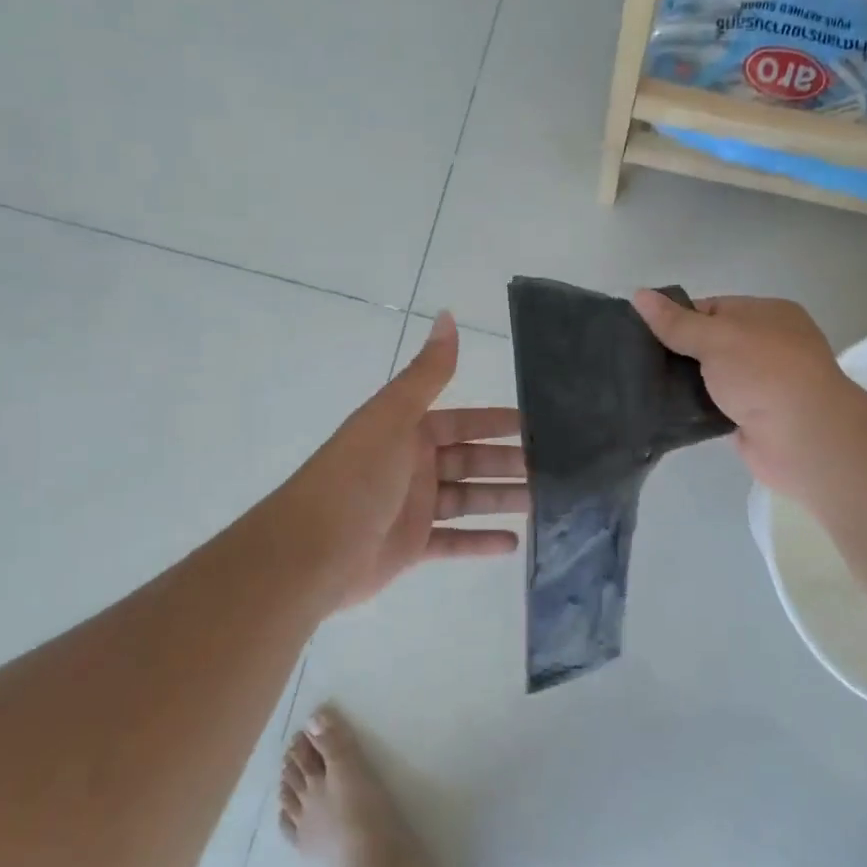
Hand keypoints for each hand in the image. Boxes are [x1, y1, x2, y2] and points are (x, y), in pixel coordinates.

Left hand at [283, 313, 527, 609]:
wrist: (311, 552)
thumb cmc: (357, 477)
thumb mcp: (393, 417)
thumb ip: (427, 372)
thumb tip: (448, 315)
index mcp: (407, 432)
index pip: (464, 422)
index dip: (499, 423)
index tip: (538, 426)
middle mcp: (412, 465)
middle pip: (471, 461)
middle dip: (509, 464)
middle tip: (555, 471)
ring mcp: (412, 508)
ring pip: (468, 500)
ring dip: (502, 500)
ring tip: (544, 504)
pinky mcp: (411, 547)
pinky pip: (454, 542)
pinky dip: (481, 541)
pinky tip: (514, 543)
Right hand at [631, 291, 854, 498]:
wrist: (803, 438)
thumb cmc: (764, 372)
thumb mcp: (716, 336)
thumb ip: (676, 321)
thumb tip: (638, 294)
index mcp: (767, 314)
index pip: (712, 308)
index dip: (678, 317)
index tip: (642, 331)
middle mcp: (767, 346)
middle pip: (709, 343)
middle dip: (676, 351)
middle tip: (634, 360)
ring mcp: (760, 384)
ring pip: (709, 377)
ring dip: (681, 383)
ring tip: (638, 386)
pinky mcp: (750, 418)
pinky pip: (712, 407)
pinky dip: (692, 408)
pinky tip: (661, 411)